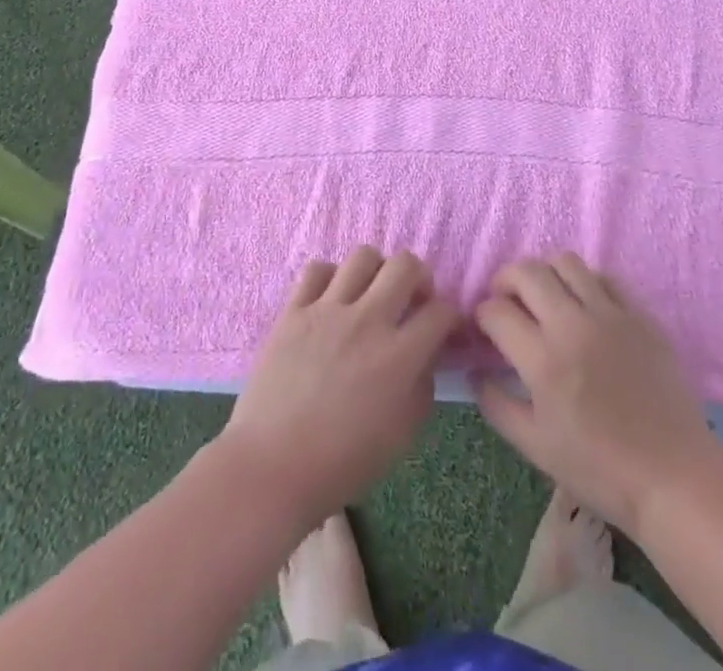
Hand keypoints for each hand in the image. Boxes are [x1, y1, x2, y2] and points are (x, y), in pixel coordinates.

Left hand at [219, 248, 460, 529]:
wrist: (272, 467)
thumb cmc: (342, 463)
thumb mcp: (401, 436)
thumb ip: (421, 388)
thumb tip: (424, 357)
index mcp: (399, 355)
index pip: (441, 311)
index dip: (450, 316)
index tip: (444, 327)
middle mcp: (367, 320)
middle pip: (405, 264)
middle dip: (419, 276)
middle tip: (412, 299)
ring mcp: (328, 310)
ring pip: (362, 256)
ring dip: (376, 271)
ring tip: (371, 293)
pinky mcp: (294, 310)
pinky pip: (316, 269)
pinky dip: (330, 277)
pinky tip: (331, 298)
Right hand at [474, 254, 722, 537]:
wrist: (675, 477)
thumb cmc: (600, 470)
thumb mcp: (536, 447)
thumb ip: (497, 405)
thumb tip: (475, 372)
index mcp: (544, 360)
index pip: (496, 311)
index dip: (482, 316)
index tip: (485, 329)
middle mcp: (573, 325)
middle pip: (526, 271)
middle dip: (505, 281)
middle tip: (507, 303)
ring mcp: (610, 315)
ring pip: (565, 261)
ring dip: (545, 273)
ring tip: (544, 297)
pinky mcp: (639, 315)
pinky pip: (604, 277)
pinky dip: (585, 282)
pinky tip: (584, 306)